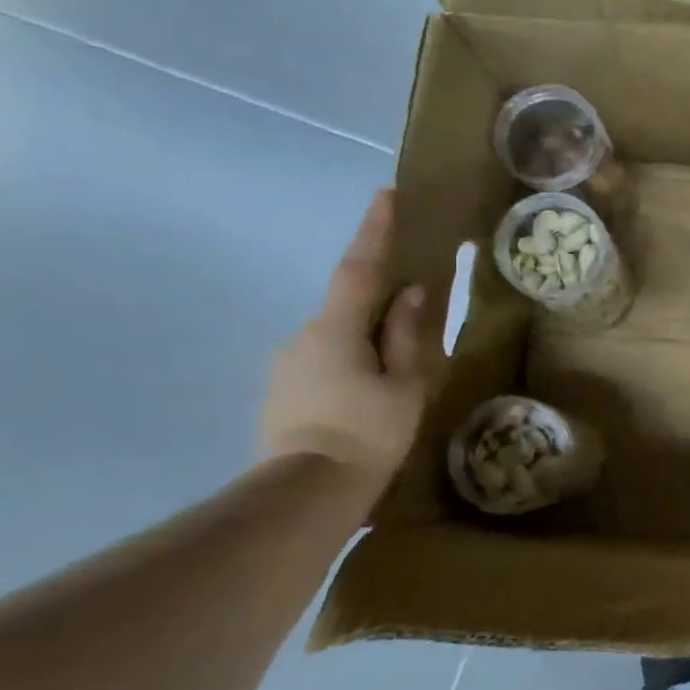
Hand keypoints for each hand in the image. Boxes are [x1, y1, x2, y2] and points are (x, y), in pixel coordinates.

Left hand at [260, 190, 425, 480]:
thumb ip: (405, 334)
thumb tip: (409, 292)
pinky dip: (348, 364)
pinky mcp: (280, 391)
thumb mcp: (404, 384)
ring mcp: (286, 365)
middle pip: (347, 304)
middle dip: (376, 299)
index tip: (386, 194)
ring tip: (390, 373)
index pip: (359, 267)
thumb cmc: (367, 434)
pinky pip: (323, 361)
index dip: (374, 230)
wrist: (304, 494)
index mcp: (336, 329)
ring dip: (363, 340)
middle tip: (410, 310)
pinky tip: (364, 397)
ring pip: (335, 336)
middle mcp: (303, 336)